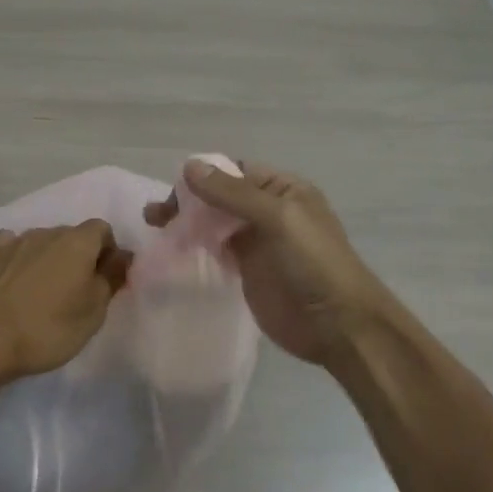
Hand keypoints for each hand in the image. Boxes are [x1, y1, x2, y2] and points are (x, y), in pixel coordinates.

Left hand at [0, 221, 132, 384]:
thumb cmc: (48, 328)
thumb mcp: (94, 312)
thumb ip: (111, 278)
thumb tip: (122, 255)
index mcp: (78, 242)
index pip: (103, 230)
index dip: (107, 252)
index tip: (104, 280)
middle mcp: (47, 232)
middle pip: (72, 236)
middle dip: (78, 257)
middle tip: (74, 292)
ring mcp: (15, 240)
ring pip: (42, 242)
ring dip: (48, 259)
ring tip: (42, 293)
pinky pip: (13, 247)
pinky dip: (19, 259)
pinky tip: (14, 282)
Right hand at [145, 161, 388, 364]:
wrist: (337, 325)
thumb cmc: (313, 263)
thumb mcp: (277, 218)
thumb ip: (232, 193)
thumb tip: (189, 166)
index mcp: (283, 190)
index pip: (235, 171)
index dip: (204, 176)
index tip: (173, 191)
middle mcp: (268, 211)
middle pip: (220, 197)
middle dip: (188, 201)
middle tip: (155, 215)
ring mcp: (257, 242)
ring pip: (214, 223)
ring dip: (187, 222)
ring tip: (155, 227)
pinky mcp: (247, 270)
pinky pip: (216, 249)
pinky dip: (195, 246)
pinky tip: (173, 250)